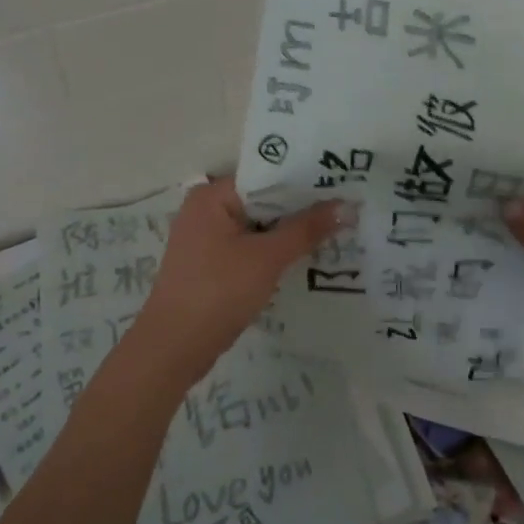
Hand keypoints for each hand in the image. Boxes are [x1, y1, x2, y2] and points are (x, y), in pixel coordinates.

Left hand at [128, 178, 344, 386]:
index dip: (306, 182)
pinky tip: (306, 258)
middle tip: (349, 209)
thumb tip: (348, 206)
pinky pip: (249, 248)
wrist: (174, 347)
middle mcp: (205, 210)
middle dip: (302, 210)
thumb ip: (307, 229)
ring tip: (337, 231)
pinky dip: (273, 252)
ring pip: (258, 227)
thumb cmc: (219, 291)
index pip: (267, 176)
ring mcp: (206, 239)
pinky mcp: (210, 265)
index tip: (344, 186)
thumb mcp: (268, 257)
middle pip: (264, 201)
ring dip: (290, 233)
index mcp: (212, 196)